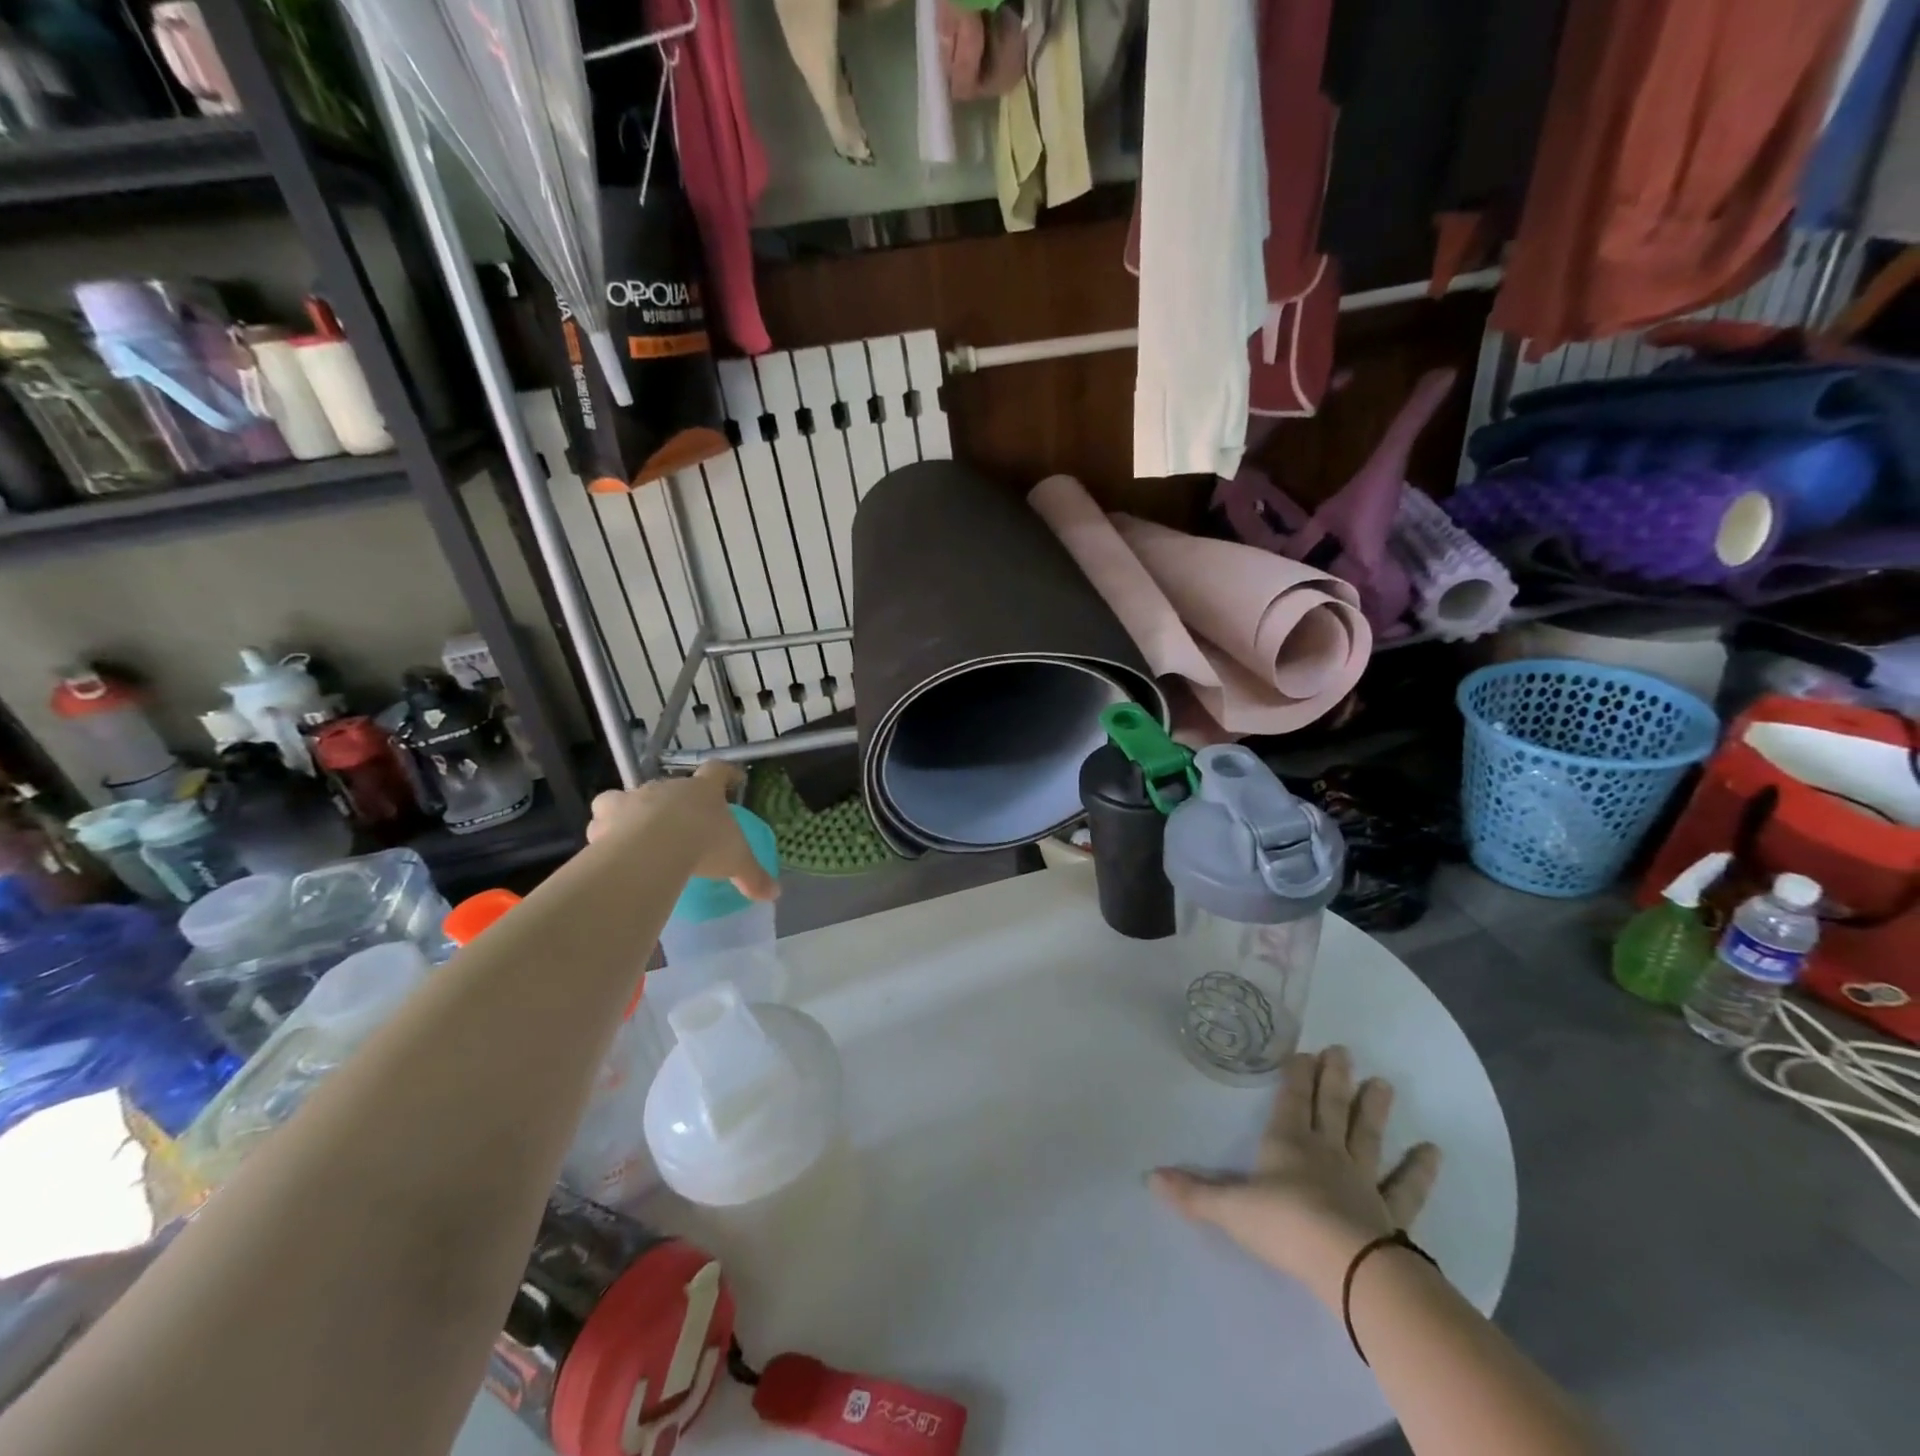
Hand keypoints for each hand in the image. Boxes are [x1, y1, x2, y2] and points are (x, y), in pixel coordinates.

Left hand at [587, 763, 777, 901]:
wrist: (654, 847)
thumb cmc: (703, 844)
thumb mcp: (736, 862)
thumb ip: (753, 876)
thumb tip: (775, 893)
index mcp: (703, 791)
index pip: (718, 771)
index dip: (727, 774)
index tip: (734, 777)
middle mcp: (668, 787)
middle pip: (671, 786)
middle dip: (675, 801)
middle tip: (679, 821)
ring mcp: (635, 798)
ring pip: (630, 796)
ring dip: (632, 809)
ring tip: (634, 831)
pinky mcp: (607, 815)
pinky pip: (603, 817)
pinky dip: (605, 828)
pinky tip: (608, 845)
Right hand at [1150, 1046, 1440, 1307]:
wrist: (1348, 1266)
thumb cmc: (1284, 1226)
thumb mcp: (1230, 1209)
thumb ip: (1193, 1192)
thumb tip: (1148, 1176)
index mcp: (1287, 1144)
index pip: (1291, 1101)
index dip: (1296, 1075)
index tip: (1304, 1050)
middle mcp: (1325, 1153)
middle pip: (1330, 1108)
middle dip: (1334, 1078)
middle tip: (1344, 1050)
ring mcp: (1361, 1181)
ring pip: (1367, 1136)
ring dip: (1374, 1110)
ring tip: (1384, 1083)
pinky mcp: (1390, 1213)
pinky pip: (1406, 1187)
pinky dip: (1419, 1170)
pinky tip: (1433, 1151)